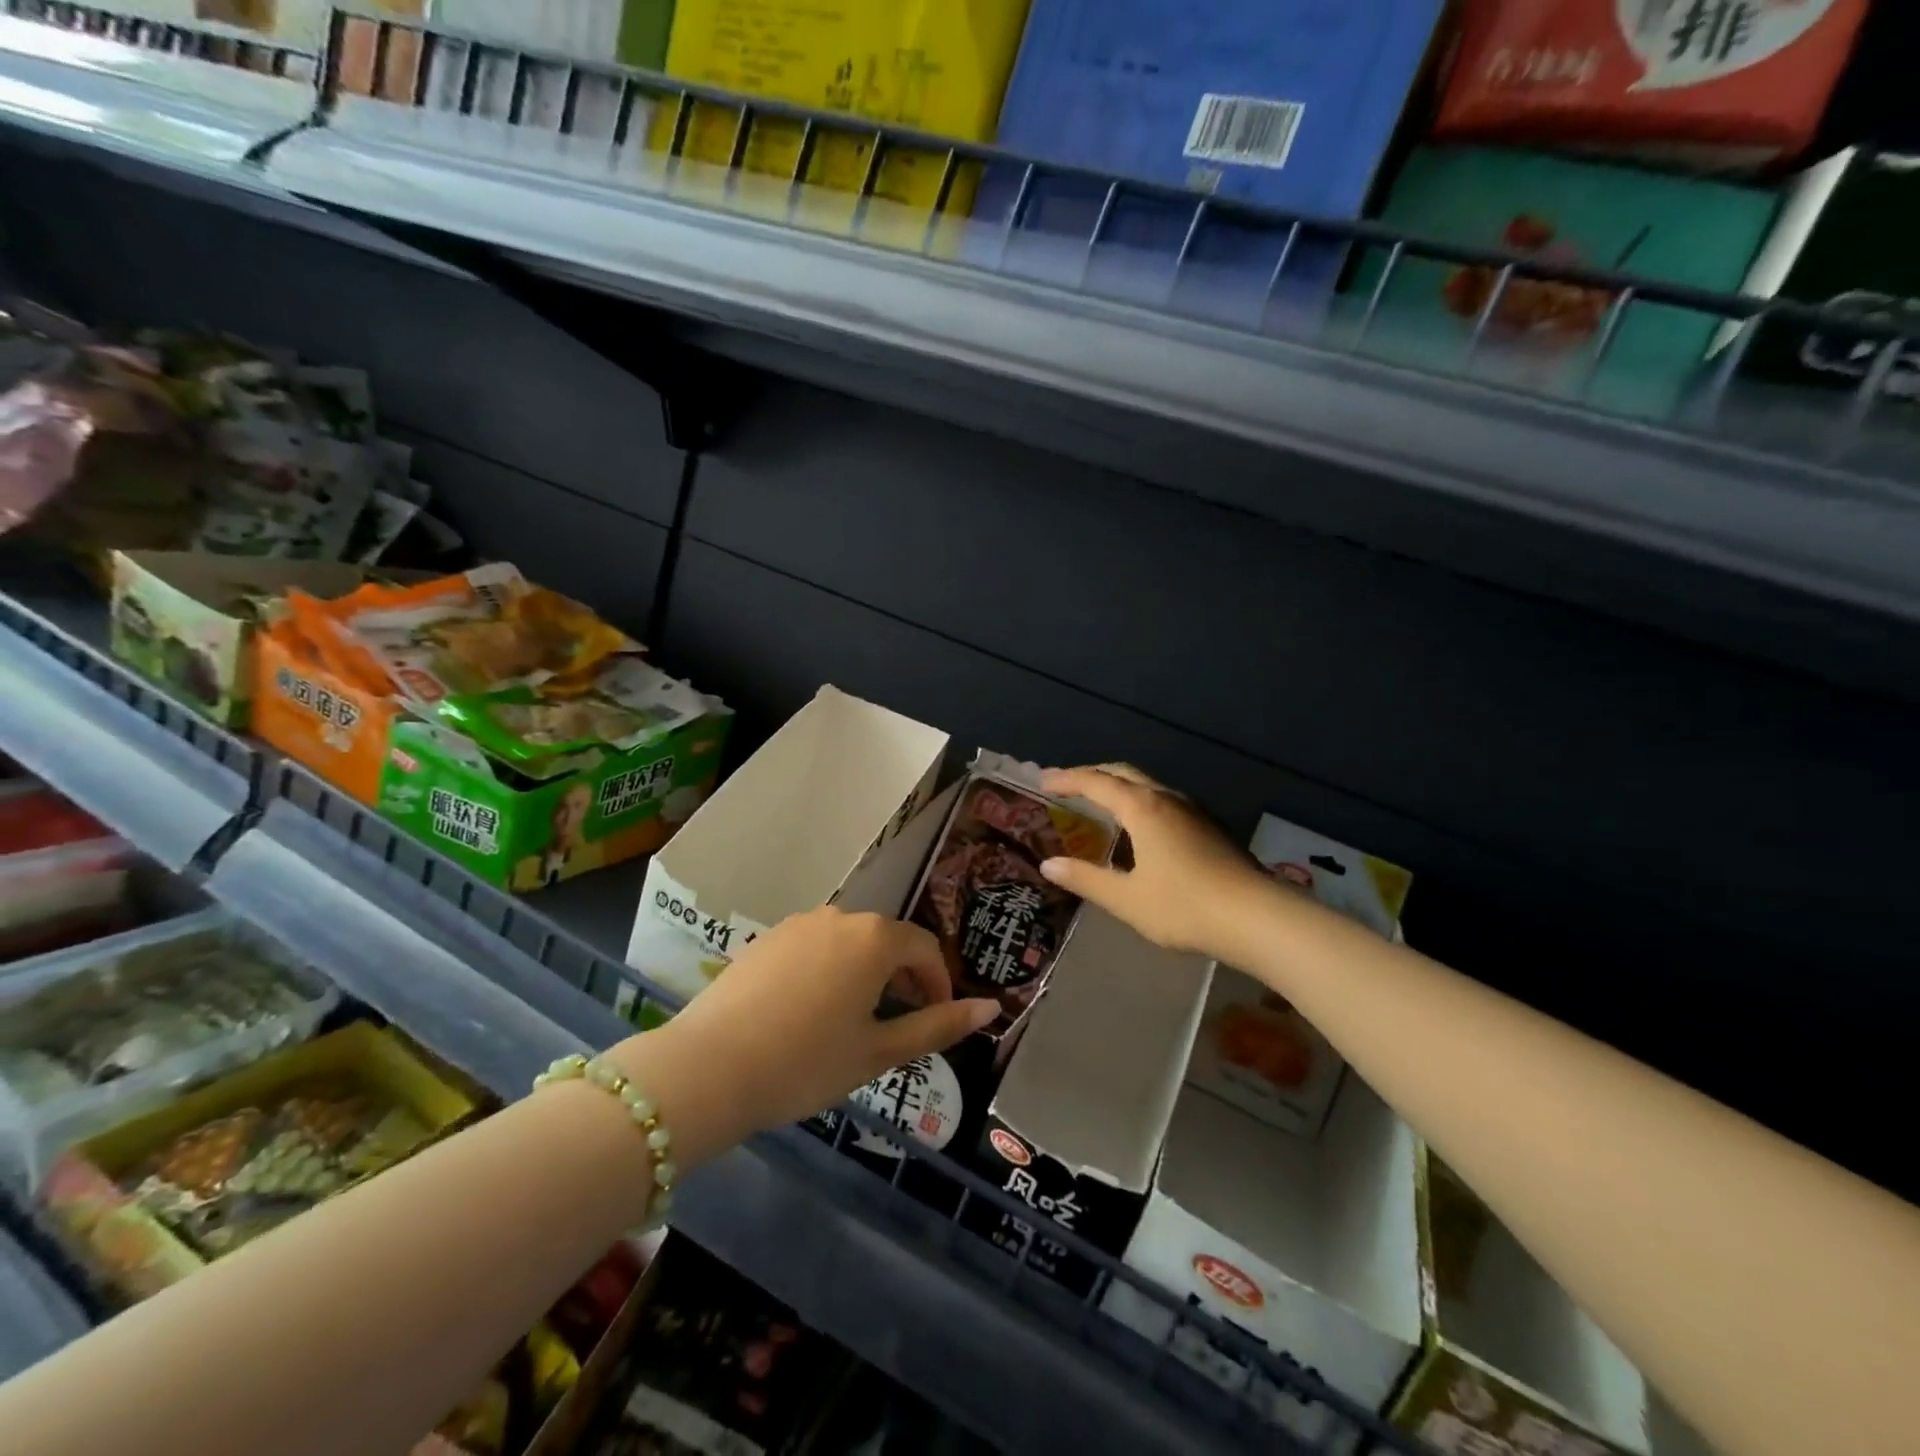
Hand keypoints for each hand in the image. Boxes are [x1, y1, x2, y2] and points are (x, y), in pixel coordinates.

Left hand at [639, 906, 997, 1133]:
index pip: (924, 947)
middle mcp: (839, 917)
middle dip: (904, 975)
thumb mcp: (879, 1052)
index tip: (937, 1016)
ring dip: (866, 972)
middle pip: (887, 939)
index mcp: (874, 939)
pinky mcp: (766, 939)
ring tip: (858, 1018)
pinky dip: (829, 970)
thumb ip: (938, 1026)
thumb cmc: (806, 1063)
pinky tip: (812, 1010)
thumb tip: (991, 1008)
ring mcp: (798, 925)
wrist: (708, 1068)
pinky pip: (814, 947)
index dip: (938, 982)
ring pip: (849, 942)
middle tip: (902, 1020)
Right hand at [1039, 765, 1272, 961]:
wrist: (1256, 917)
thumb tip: (1048, 865)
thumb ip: (1085, 879)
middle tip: (1067, 787)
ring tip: (1097, 804)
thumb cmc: (1184, 906)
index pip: (1095, 782)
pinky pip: (1161, 801)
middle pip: (1122, 773)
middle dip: (1091, 775)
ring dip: (1117, 787)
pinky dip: (1137, 802)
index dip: (1067, 779)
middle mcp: (1166, 799)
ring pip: (1146, 785)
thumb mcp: (1126, 898)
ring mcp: (1191, 810)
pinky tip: (1137, 829)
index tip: (1043, 782)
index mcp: (1142, 808)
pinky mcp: (1207, 826)